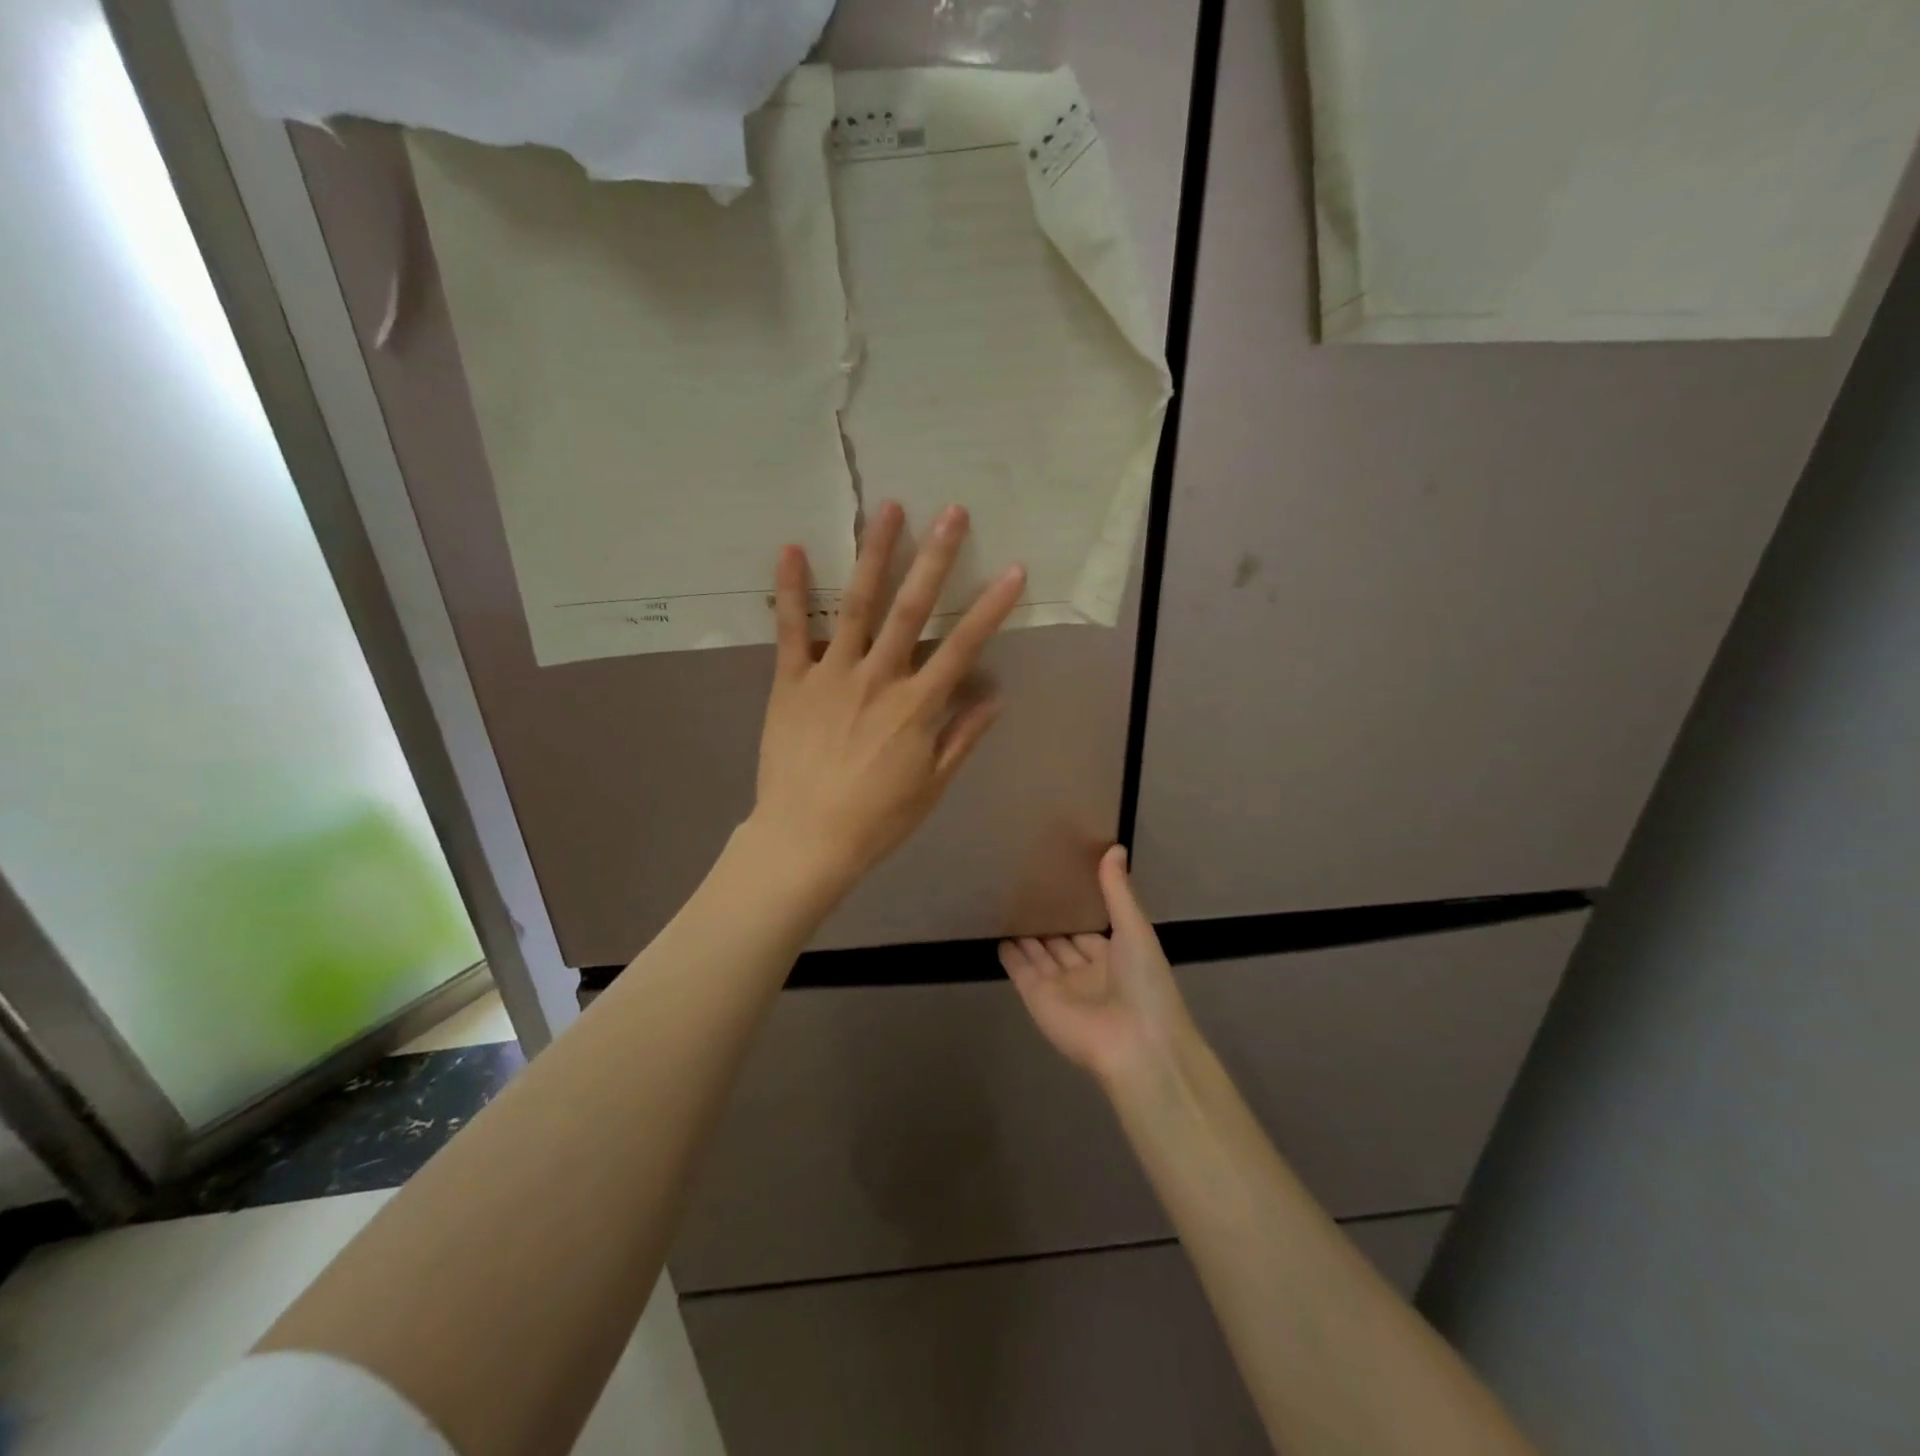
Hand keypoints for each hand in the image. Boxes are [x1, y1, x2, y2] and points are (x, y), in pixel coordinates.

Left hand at [749, 501, 1025, 893]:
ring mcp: (831, 674)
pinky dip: (790, 589)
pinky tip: (791, 548)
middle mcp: (879, 678)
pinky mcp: (790, 681)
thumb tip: (995, 695)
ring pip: (856, 604)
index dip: (991, 607)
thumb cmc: (876, 819)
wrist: (805, 839)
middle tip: (952, 511)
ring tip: (889, 509)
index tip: (1013, 569)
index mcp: (917, 706)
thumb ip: (963, 736)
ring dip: (875, 554)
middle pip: (912, 609)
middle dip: (935, 557)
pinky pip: (790, 629)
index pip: (963, 646)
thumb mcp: (931, 785)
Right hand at [1001, 846, 1195, 1088]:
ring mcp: (1060, 986)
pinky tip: (998, 934)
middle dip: (1048, 919)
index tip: (1059, 880)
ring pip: (1039, 954)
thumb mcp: (1135, 929)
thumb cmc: (1144, 984)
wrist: (1136, 1045)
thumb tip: (1115, 846)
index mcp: (1115, 956)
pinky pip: (1020, 971)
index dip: (1076, 908)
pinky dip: (1009, 955)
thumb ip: (1118, 891)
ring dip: (1026, 934)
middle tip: (1026, 888)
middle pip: (1062, 941)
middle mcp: (1086, 971)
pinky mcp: (1037, 998)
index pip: (1090, 929)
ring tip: (1006, 904)